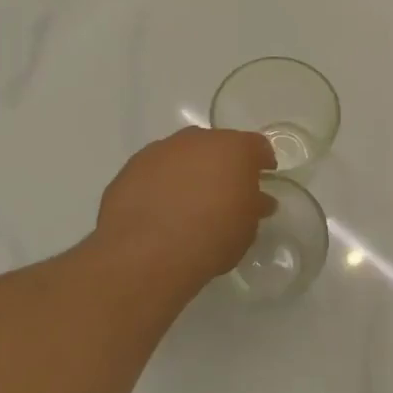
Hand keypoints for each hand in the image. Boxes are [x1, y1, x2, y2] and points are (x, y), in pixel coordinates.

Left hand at [96, 128, 276, 286]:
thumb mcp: (247, 228)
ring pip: (182, 155)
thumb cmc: (212, 236)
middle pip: (216, 145)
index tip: (263, 178)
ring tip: (189, 202)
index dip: (261, 162)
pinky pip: (155, 171)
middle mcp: (196, 140)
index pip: (256, 146)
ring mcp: (159, 151)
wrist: (147, 252)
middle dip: (222, 164)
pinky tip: (161, 210)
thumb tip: (258, 200)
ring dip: (189, 171)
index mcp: (233, 148)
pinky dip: (162, 184)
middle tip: (225, 191)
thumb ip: (254, 207)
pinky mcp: (130, 169)